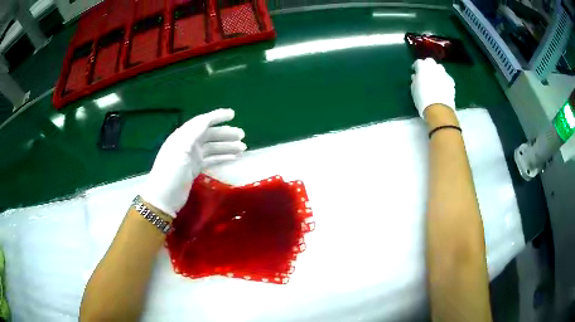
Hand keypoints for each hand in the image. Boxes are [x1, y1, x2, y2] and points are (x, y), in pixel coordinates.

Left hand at [141, 108, 245, 216]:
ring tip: (242, 148)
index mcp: (183, 136)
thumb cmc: (171, 172)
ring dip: (227, 146)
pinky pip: (211, 159)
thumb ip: (193, 133)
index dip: (217, 116)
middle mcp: (188, 143)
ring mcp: (192, 157)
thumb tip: (207, 120)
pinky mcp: (195, 168)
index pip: (202, 122)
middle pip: (210, 134)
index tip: (233, 114)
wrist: (163, 198)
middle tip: (242, 135)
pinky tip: (233, 158)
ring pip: (213, 147)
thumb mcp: (180, 150)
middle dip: (225, 133)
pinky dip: (222, 157)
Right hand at [410, 58, 455, 117]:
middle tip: (425, 73)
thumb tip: (416, 76)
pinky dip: (443, 79)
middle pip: (430, 62)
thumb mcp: (414, 89)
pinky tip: (442, 86)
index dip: (416, 67)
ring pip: (439, 68)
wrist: (439, 109)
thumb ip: (415, 80)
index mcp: (423, 67)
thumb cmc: (422, 99)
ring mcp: (444, 73)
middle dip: (427, 65)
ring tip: (434, 79)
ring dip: (436, 71)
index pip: (418, 62)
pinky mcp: (451, 81)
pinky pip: (446, 77)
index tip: (415, 72)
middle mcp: (434, 67)